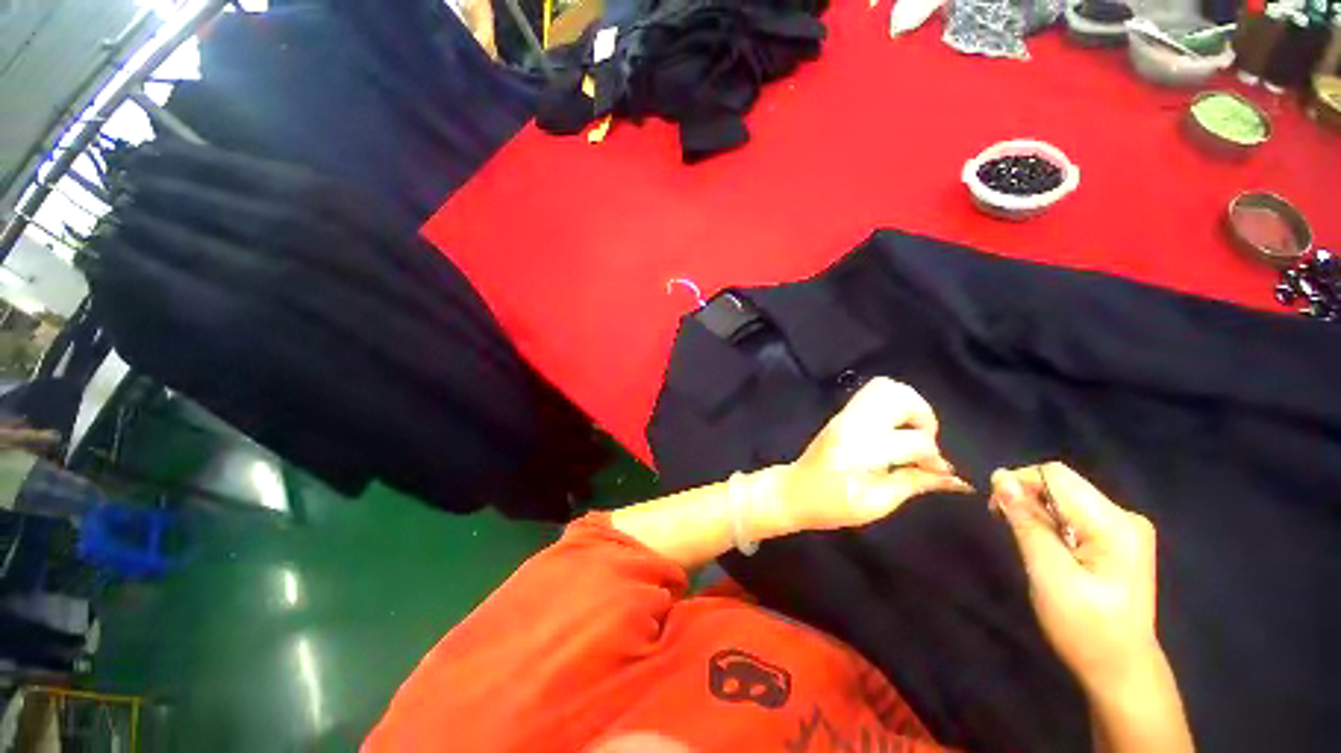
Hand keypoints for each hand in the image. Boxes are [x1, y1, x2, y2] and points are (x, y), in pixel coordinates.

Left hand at [778, 377, 972, 532]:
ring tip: (911, 434)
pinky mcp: (842, 414)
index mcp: (862, 449)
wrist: (793, 491)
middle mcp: (854, 423)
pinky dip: (893, 404)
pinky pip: (873, 393)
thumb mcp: (876, 503)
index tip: (938, 473)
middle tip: (923, 445)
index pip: (915, 440)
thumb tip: (953, 478)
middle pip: (900, 396)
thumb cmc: (831, 505)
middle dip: (924, 418)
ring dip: (909, 406)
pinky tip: (895, 430)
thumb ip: (914, 483)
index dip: (935, 459)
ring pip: (886, 387)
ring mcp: (845, 415)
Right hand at [989, 462, 1160, 691]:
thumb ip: (1026, 522)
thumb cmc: (1084, 626)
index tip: (996, 510)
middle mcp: (1125, 517)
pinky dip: (1053, 527)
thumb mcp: (1048, 573)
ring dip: (1039, 516)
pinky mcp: (1119, 543)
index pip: (1055, 476)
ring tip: (1030, 547)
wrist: (1121, 672)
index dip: (1019, 483)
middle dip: (1028, 501)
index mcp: (1114, 523)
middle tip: (1007, 529)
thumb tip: (1000, 478)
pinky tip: (1049, 551)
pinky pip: (1075, 517)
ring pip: (1066, 501)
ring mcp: (1125, 531)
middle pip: (1062, 486)